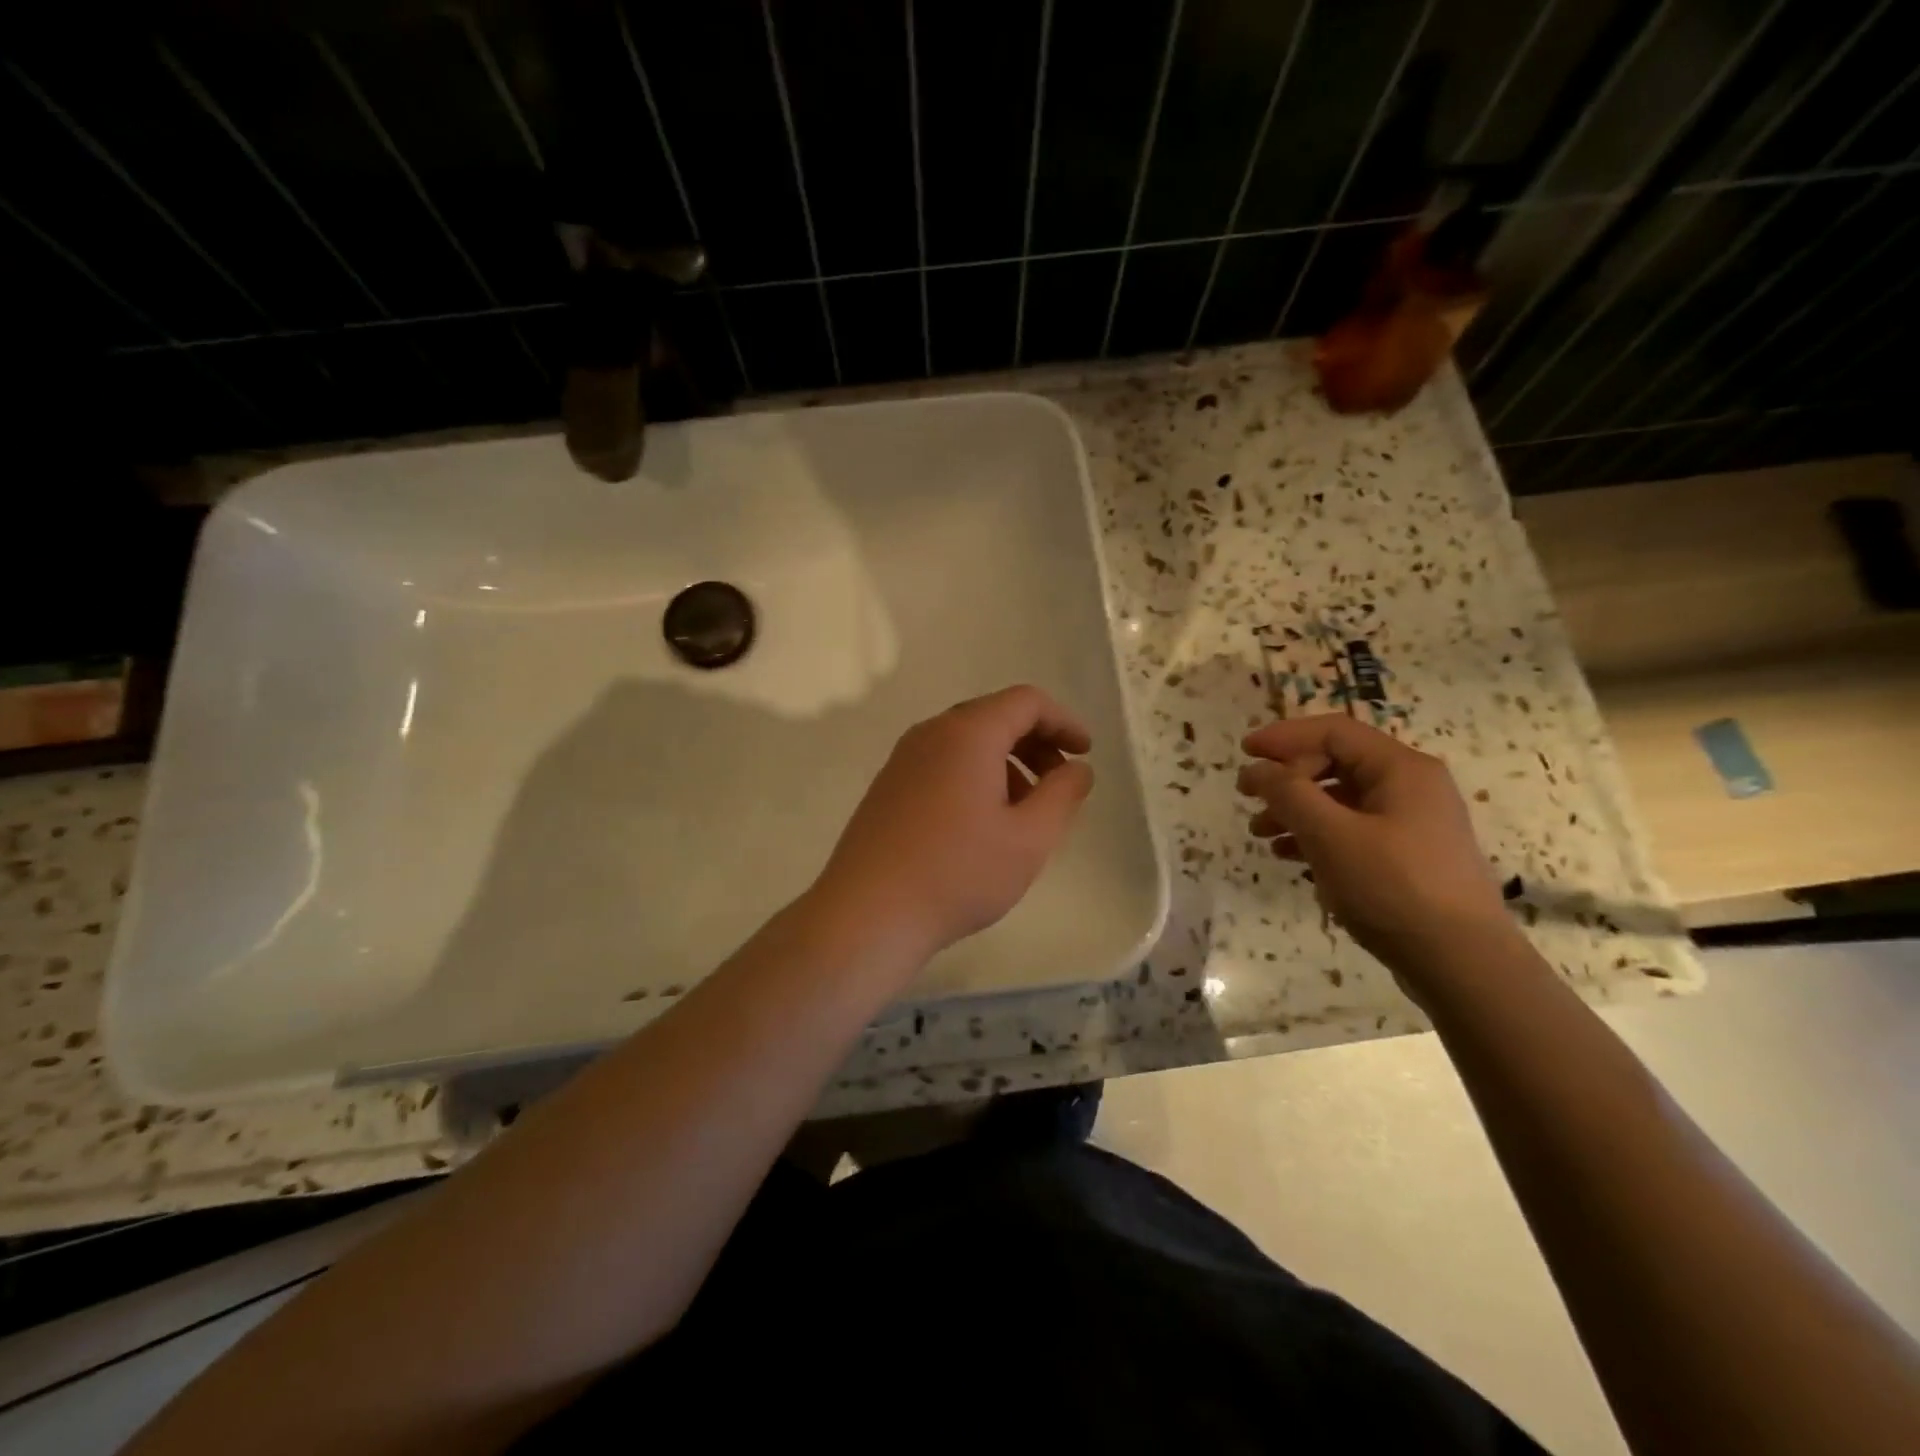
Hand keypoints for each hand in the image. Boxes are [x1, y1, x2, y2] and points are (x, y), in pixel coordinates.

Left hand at [811, 685, 1094, 963]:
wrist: (868, 913)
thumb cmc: (958, 873)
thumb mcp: (1029, 838)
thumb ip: (1063, 794)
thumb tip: (1077, 768)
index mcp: (967, 733)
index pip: (1026, 701)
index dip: (1063, 721)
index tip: (1084, 754)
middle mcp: (931, 733)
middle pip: (994, 717)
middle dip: (1035, 743)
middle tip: (1059, 783)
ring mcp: (902, 759)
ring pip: (967, 743)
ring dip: (1006, 763)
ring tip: (1024, 812)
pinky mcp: (888, 786)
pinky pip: (942, 764)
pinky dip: (974, 777)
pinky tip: (982, 824)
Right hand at [1238, 716, 1519, 990]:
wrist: (1463, 964)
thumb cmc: (1394, 887)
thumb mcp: (1330, 836)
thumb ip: (1288, 794)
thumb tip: (1256, 769)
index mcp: (1400, 769)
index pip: (1333, 732)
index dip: (1283, 737)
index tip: (1243, 753)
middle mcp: (1411, 786)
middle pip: (1336, 763)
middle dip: (1287, 778)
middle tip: (1248, 797)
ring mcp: (1412, 822)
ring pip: (1341, 800)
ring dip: (1296, 809)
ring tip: (1261, 834)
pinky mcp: (1408, 856)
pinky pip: (1352, 829)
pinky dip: (1317, 836)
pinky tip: (1289, 856)